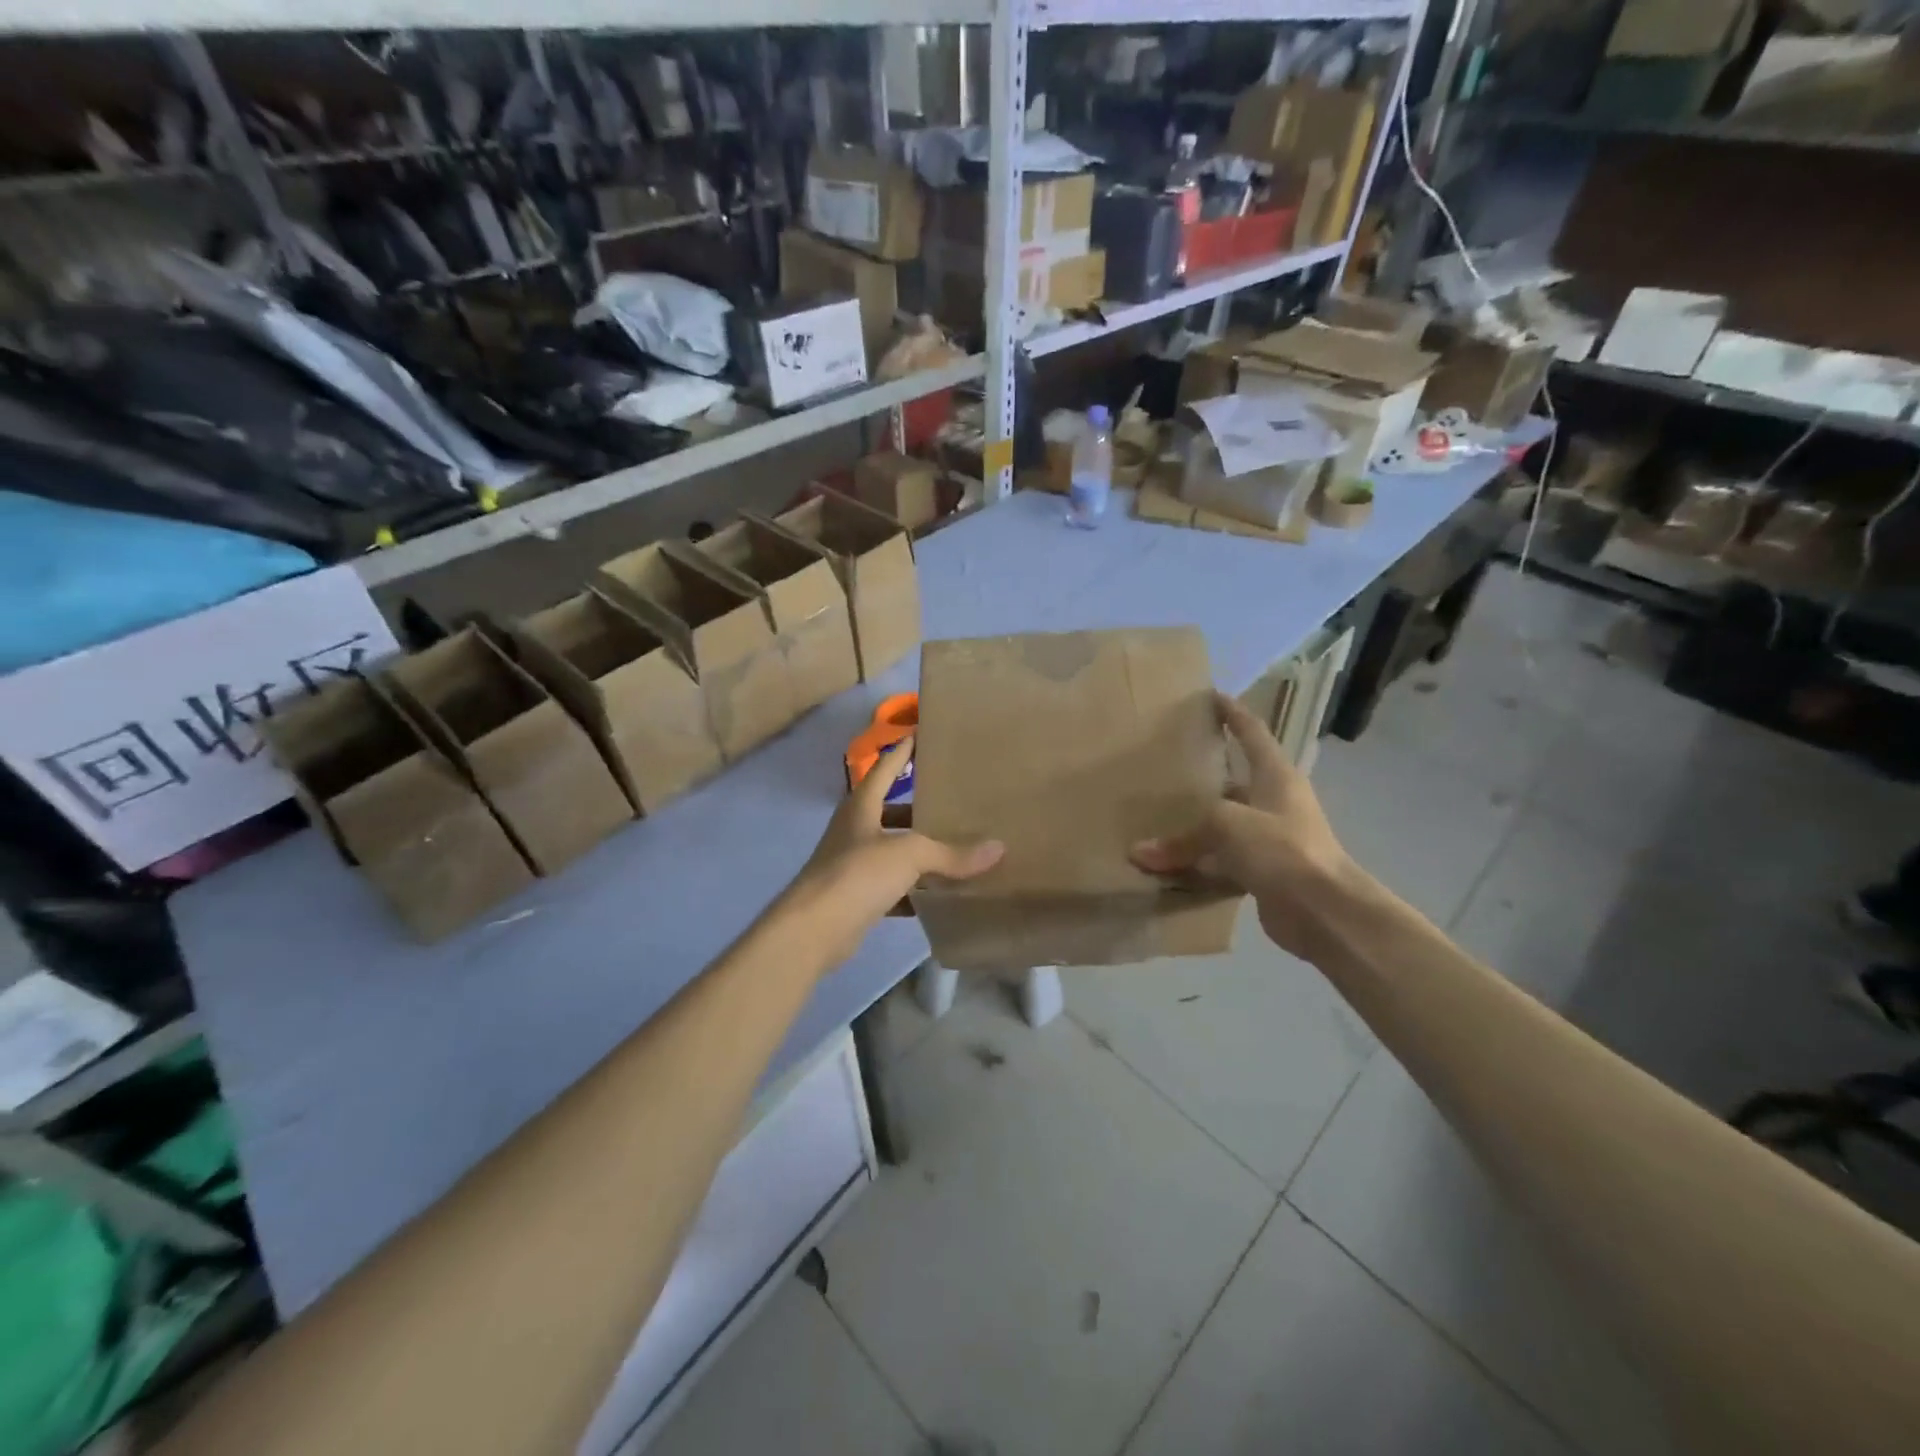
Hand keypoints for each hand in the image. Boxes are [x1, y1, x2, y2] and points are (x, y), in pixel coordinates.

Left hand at [785, 737, 1003, 968]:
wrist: (813, 930)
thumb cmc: (857, 874)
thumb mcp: (909, 855)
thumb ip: (951, 853)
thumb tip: (998, 848)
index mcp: (861, 807)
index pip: (885, 770)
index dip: (902, 754)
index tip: (919, 736)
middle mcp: (855, 831)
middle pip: (891, 812)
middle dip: (919, 809)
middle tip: (954, 803)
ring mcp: (853, 866)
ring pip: (893, 852)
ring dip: (919, 852)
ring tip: (956, 848)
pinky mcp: (857, 898)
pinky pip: (894, 888)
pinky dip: (915, 891)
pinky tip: (940, 895)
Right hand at [1130, 691, 1363, 961]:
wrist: (1324, 911)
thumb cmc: (1280, 847)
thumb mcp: (1225, 827)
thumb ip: (1181, 838)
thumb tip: (1138, 854)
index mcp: (1275, 775)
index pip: (1252, 733)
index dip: (1233, 714)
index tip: (1213, 696)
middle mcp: (1276, 802)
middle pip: (1237, 780)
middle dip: (1207, 773)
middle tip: (1170, 762)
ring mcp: (1272, 839)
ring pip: (1227, 824)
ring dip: (1199, 824)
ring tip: (1160, 813)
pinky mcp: (1265, 872)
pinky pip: (1223, 860)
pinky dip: (1199, 863)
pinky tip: (1170, 865)